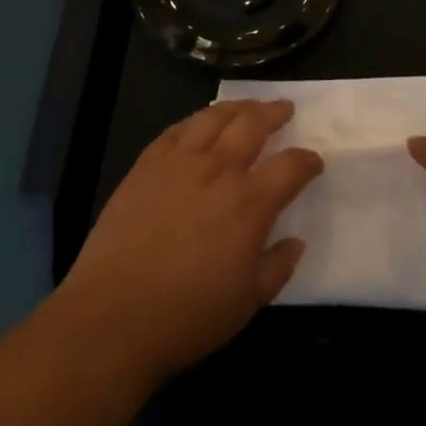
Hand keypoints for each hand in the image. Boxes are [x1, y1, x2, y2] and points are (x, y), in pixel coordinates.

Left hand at [56, 99, 322, 390]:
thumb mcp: (248, 303)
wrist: (111, 319)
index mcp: (250, 203)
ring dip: (238, 107)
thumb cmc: (187, 317)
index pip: (291, 166)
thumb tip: (295, 242)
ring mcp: (179, 162)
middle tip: (285, 109)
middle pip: (253, 124)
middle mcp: (219, 170)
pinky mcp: (146, 165)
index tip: (314, 162)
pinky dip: (195, 121)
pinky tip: (200, 123)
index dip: (308, 161)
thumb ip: (278, 267)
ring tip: (248, 106)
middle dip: (275, 113)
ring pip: (214, 117)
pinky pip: (176, 130)